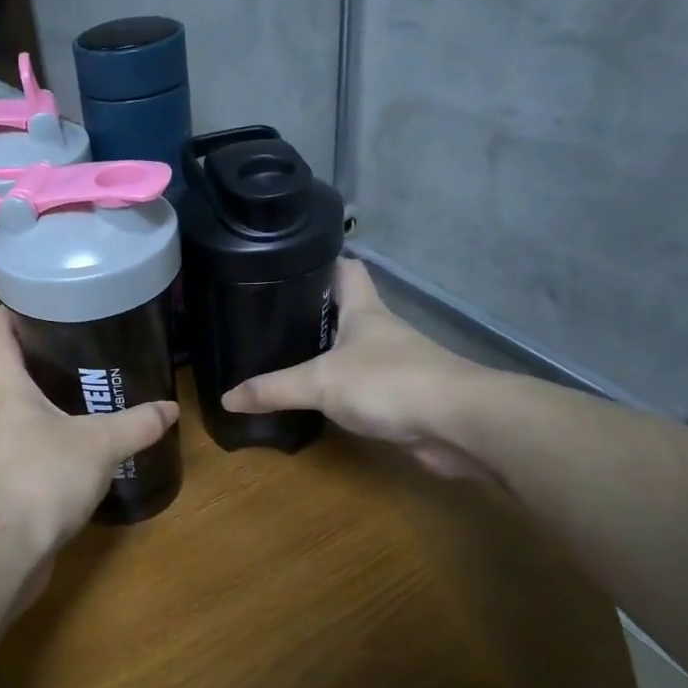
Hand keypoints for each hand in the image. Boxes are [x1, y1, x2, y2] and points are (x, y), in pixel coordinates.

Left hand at [0, 307, 178, 563]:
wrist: (4, 549)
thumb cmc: (42, 476)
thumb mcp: (99, 444)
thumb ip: (136, 424)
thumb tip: (169, 408)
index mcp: (4, 387)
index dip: (10, 311)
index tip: (37, 299)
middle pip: (7, 369)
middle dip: (38, 354)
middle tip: (79, 344)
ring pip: (17, 410)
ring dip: (44, 399)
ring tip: (85, 392)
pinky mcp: (3, 481)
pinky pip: (25, 445)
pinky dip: (48, 437)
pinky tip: (78, 445)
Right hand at [222, 259, 501, 481]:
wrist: (461, 425)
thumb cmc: (389, 382)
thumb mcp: (320, 382)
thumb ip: (273, 389)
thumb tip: (226, 397)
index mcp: (363, 310)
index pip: (344, 269)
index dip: (319, 262)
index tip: (286, 266)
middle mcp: (379, 332)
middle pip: (343, 310)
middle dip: (310, 313)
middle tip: (267, 319)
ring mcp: (393, 365)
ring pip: (351, 351)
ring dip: (323, 355)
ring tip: (279, 358)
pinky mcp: (400, 398)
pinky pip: (360, 388)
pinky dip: (339, 392)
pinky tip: (314, 401)